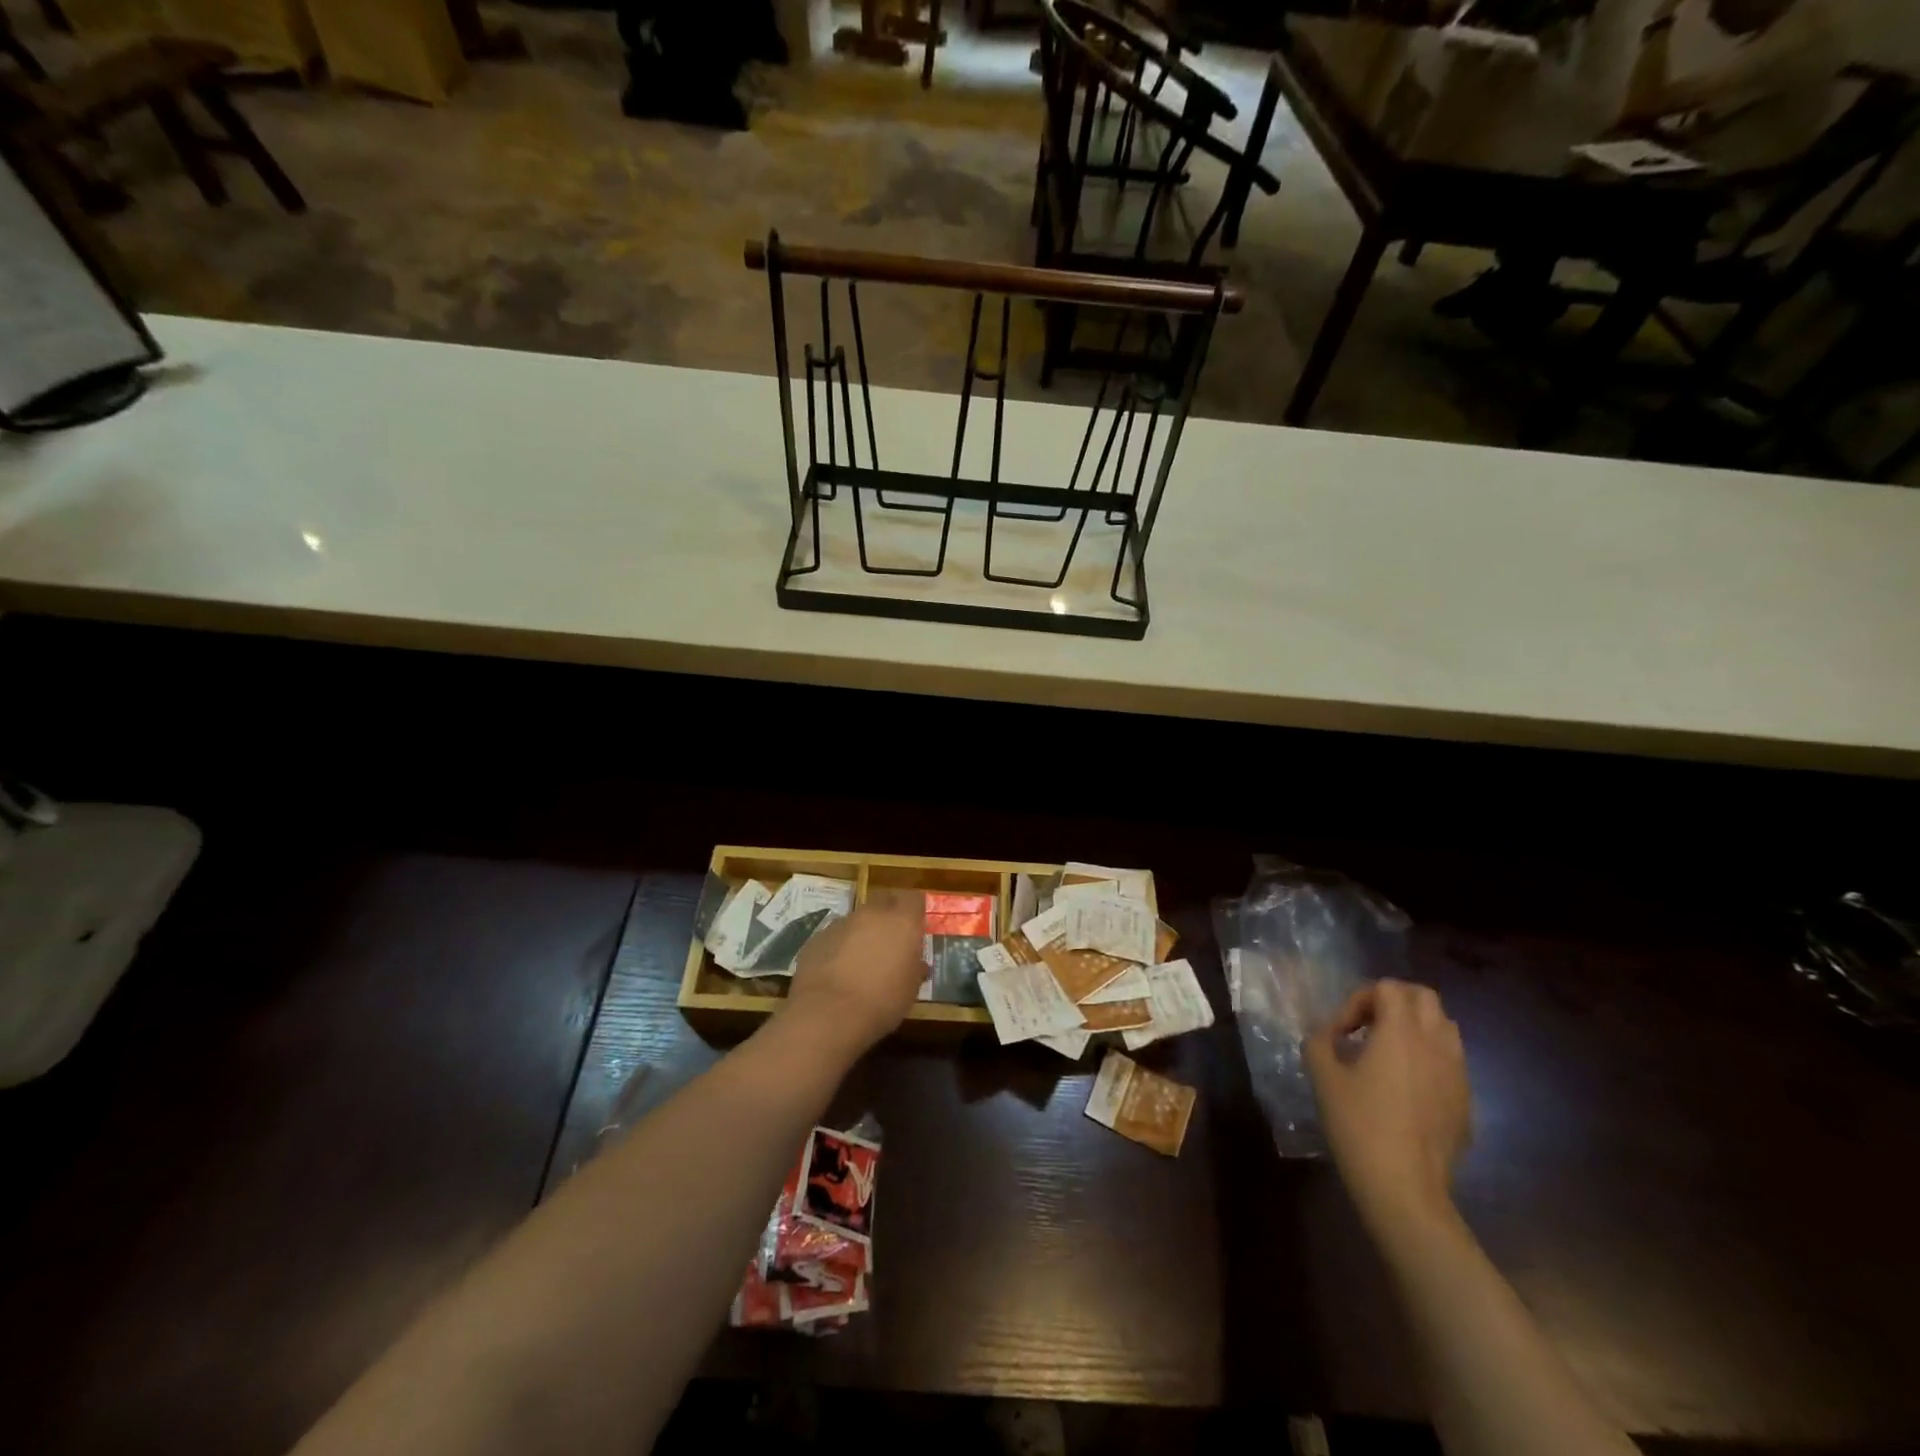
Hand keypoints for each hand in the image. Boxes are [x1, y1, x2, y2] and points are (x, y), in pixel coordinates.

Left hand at [781, 891, 926, 1055]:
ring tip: (861, 961)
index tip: (915, 927)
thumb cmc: (882, 1002)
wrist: (828, 1014)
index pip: (913, 899)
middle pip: (883, 901)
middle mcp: (872, 914)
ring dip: (861, 932)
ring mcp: (841, 923)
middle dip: (888, 915)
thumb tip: (917, 964)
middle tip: (890, 940)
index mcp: (902, 922)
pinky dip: (839, 947)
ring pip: (857, 919)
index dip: (914, 911)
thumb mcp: (910, 990)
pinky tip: (837, 972)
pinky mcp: (817, 937)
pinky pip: (834, 936)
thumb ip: (915, 969)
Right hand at [1306, 979, 1470, 1238]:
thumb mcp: (1322, 1076)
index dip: (1358, 999)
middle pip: (1424, 997)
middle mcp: (1436, 1044)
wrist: (1404, 1188)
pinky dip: (1429, 1057)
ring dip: (1416, 1027)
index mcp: (1401, 1032)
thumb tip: (1328, 1035)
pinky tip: (1405, 1087)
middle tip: (1367, 1027)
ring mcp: (1457, 1073)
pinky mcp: (1466, 1101)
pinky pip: (1451, 1060)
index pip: (1388, 987)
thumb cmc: (1358, 1124)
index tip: (1341, 1032)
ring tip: (1388, 1052)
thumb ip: (1320, 1041)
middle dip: (1393, 1002)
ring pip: (1445, 1026)